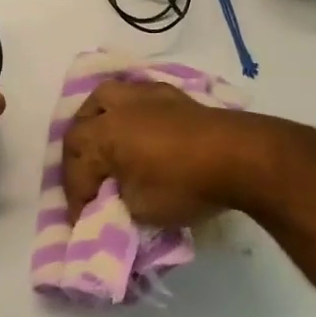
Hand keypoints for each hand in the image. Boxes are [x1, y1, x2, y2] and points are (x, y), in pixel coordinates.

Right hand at [61, 80, 265, 226]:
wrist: (239, 157)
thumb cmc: (184, 185)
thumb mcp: (140, 209)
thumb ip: (116, 201)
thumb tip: (114, 197)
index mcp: (103, 134)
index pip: (76, 169)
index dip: (76, 198)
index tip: (82, 221)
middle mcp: (119, 107)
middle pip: (82, 124)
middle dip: (77, 155)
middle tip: (86, 181)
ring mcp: (147, 95)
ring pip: (107, 97)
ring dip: (97, 120)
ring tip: (104, 143)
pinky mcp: (173, 95)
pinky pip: (137, 96)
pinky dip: (127, 112)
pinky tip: (137, 129)